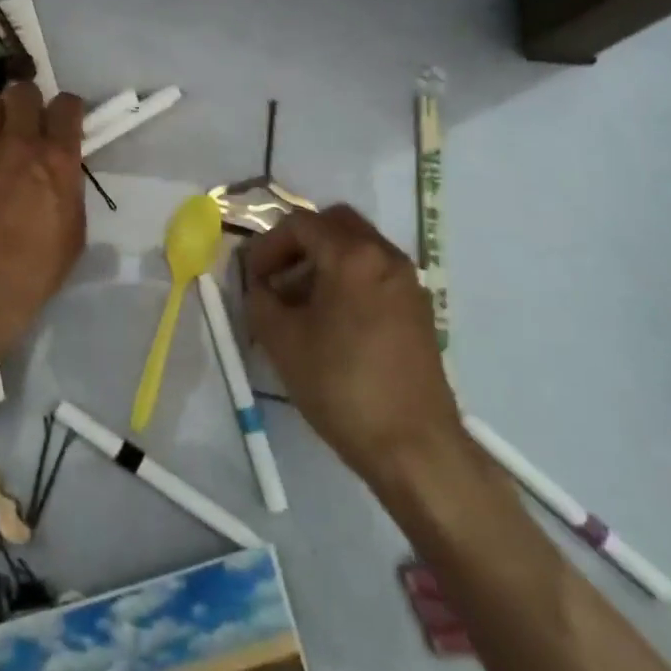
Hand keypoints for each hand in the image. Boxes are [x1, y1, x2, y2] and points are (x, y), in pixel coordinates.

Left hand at [0, 82, 86, 357]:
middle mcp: (19, 143)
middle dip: (28, 103)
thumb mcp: (74, 233)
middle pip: (23, 91)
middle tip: (27, 125)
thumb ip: (68, 191)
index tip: (65, 125)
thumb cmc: (34, 271)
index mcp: (57, 158)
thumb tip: (60, 176)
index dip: (68, 110)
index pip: (67, 104)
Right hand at [245, 204, 462, 488]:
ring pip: (357, 246)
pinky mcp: (418, 308)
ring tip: (300, 303)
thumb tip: (259, 286)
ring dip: (323, 260)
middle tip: (277, 277)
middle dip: (299, 243)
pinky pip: (375, 272)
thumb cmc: (341, 386)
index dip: (267, 245)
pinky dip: (348, 278)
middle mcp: (385, 256)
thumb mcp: (282, 341)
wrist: (414, 446)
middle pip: (334, 223)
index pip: (300, 224)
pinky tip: (331, 321)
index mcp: (352, 256)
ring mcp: (408, 281)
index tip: (252, 279)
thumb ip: (260, 299)